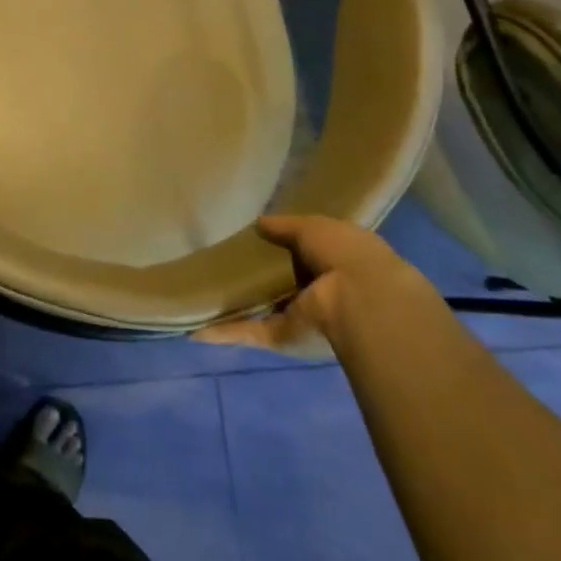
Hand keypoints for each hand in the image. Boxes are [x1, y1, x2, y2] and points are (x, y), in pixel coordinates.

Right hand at [195, 214, 429, 357]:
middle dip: (260, 277)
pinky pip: (251, 333)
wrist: (362, 302)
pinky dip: (225, 334)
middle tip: (225, 262)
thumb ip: (284, 226)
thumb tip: (259, 223)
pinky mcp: (284, 338)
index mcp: (337, 261)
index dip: (286, 245)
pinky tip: (197, 331)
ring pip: (265, 310)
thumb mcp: (313, 227)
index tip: (257, 238)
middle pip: (285, 284)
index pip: (308, 253)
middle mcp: (321, 292)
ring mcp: (302, 317)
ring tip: (205, 295)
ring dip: (240, 307)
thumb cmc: (344, 254)